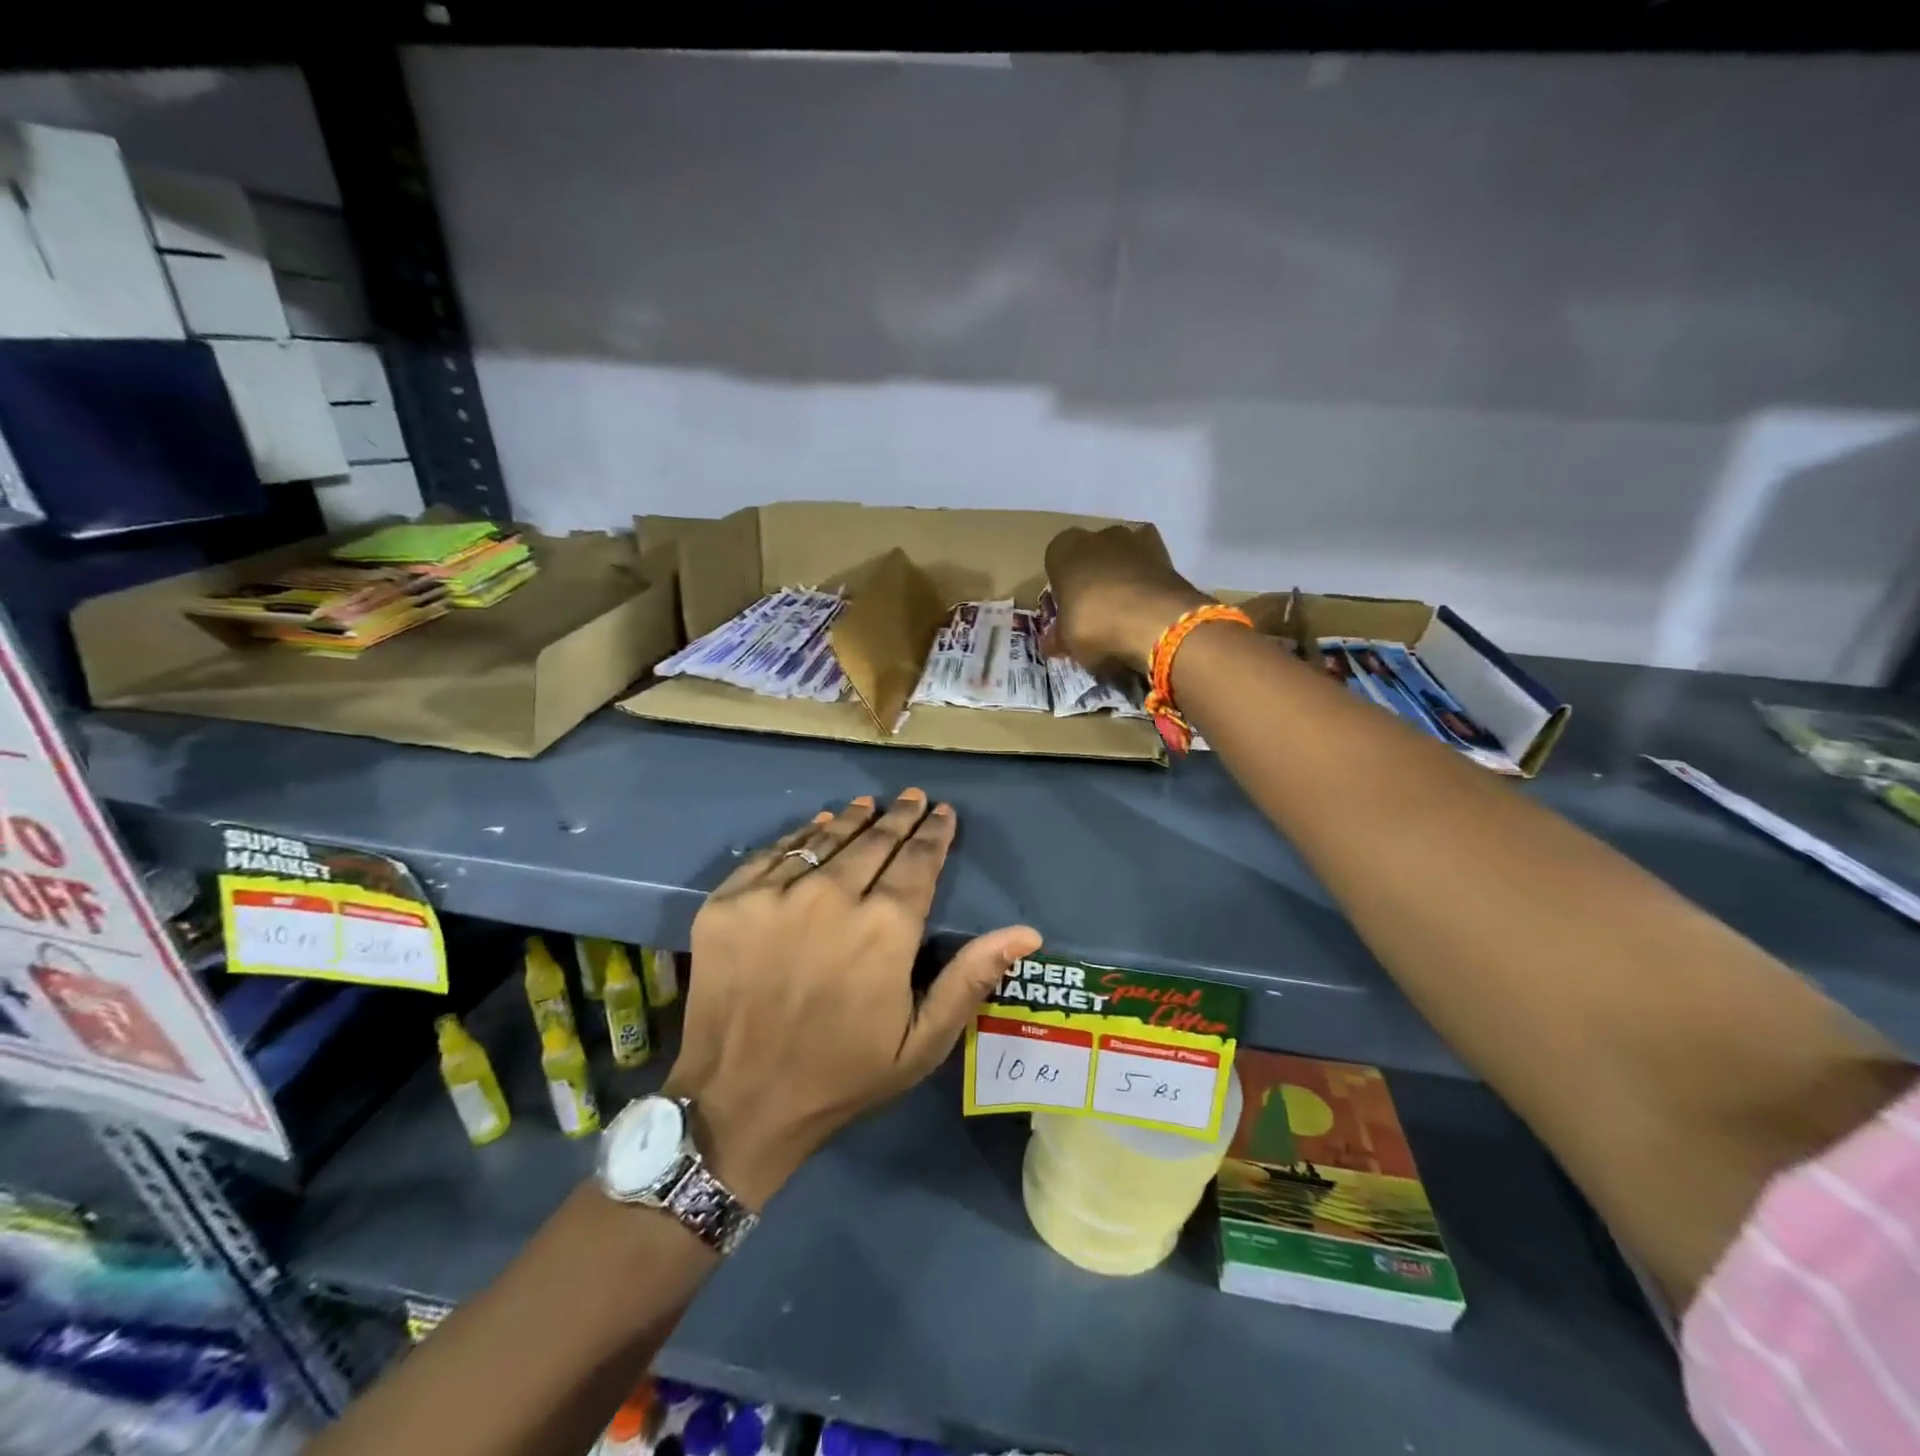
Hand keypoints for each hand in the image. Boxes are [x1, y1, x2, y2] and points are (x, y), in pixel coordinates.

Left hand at [664, 790, 1041, 1208]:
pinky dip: (801, 835)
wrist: (738, 1102)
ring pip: (825, 839)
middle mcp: (831, 897)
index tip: (943, 811)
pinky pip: (774, 853)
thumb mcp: (921, 1043)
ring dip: (852, 818)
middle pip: (875, 841)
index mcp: (885, 929)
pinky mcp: (730, 901)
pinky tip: (816, 826)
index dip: (934, 833)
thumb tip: (1026, 932)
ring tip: (868, 804)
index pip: (918, 861)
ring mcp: (774, 894)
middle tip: (912, 798)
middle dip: (899, 817)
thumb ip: (971, 979)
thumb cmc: (841, 1075)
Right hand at [1043, 524, 1211, 674]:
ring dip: (1124, 582)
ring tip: (1127, 617)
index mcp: (1064, 547)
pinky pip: (1149, 572)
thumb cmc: (1094, 624)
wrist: (1157, 623)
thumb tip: (1053, 642)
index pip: (1055, 563)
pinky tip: (1149, 614)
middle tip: (1097, 616)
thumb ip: (1059, 637)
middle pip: (1092, 558)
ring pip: (1123, 562)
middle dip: (1094, 581)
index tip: (1068, 613)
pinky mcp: (1168, 555)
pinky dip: (1148, 588)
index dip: (1062, 590)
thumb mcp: (1066, 640)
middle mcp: (1099, 534)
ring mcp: (1137, 541)